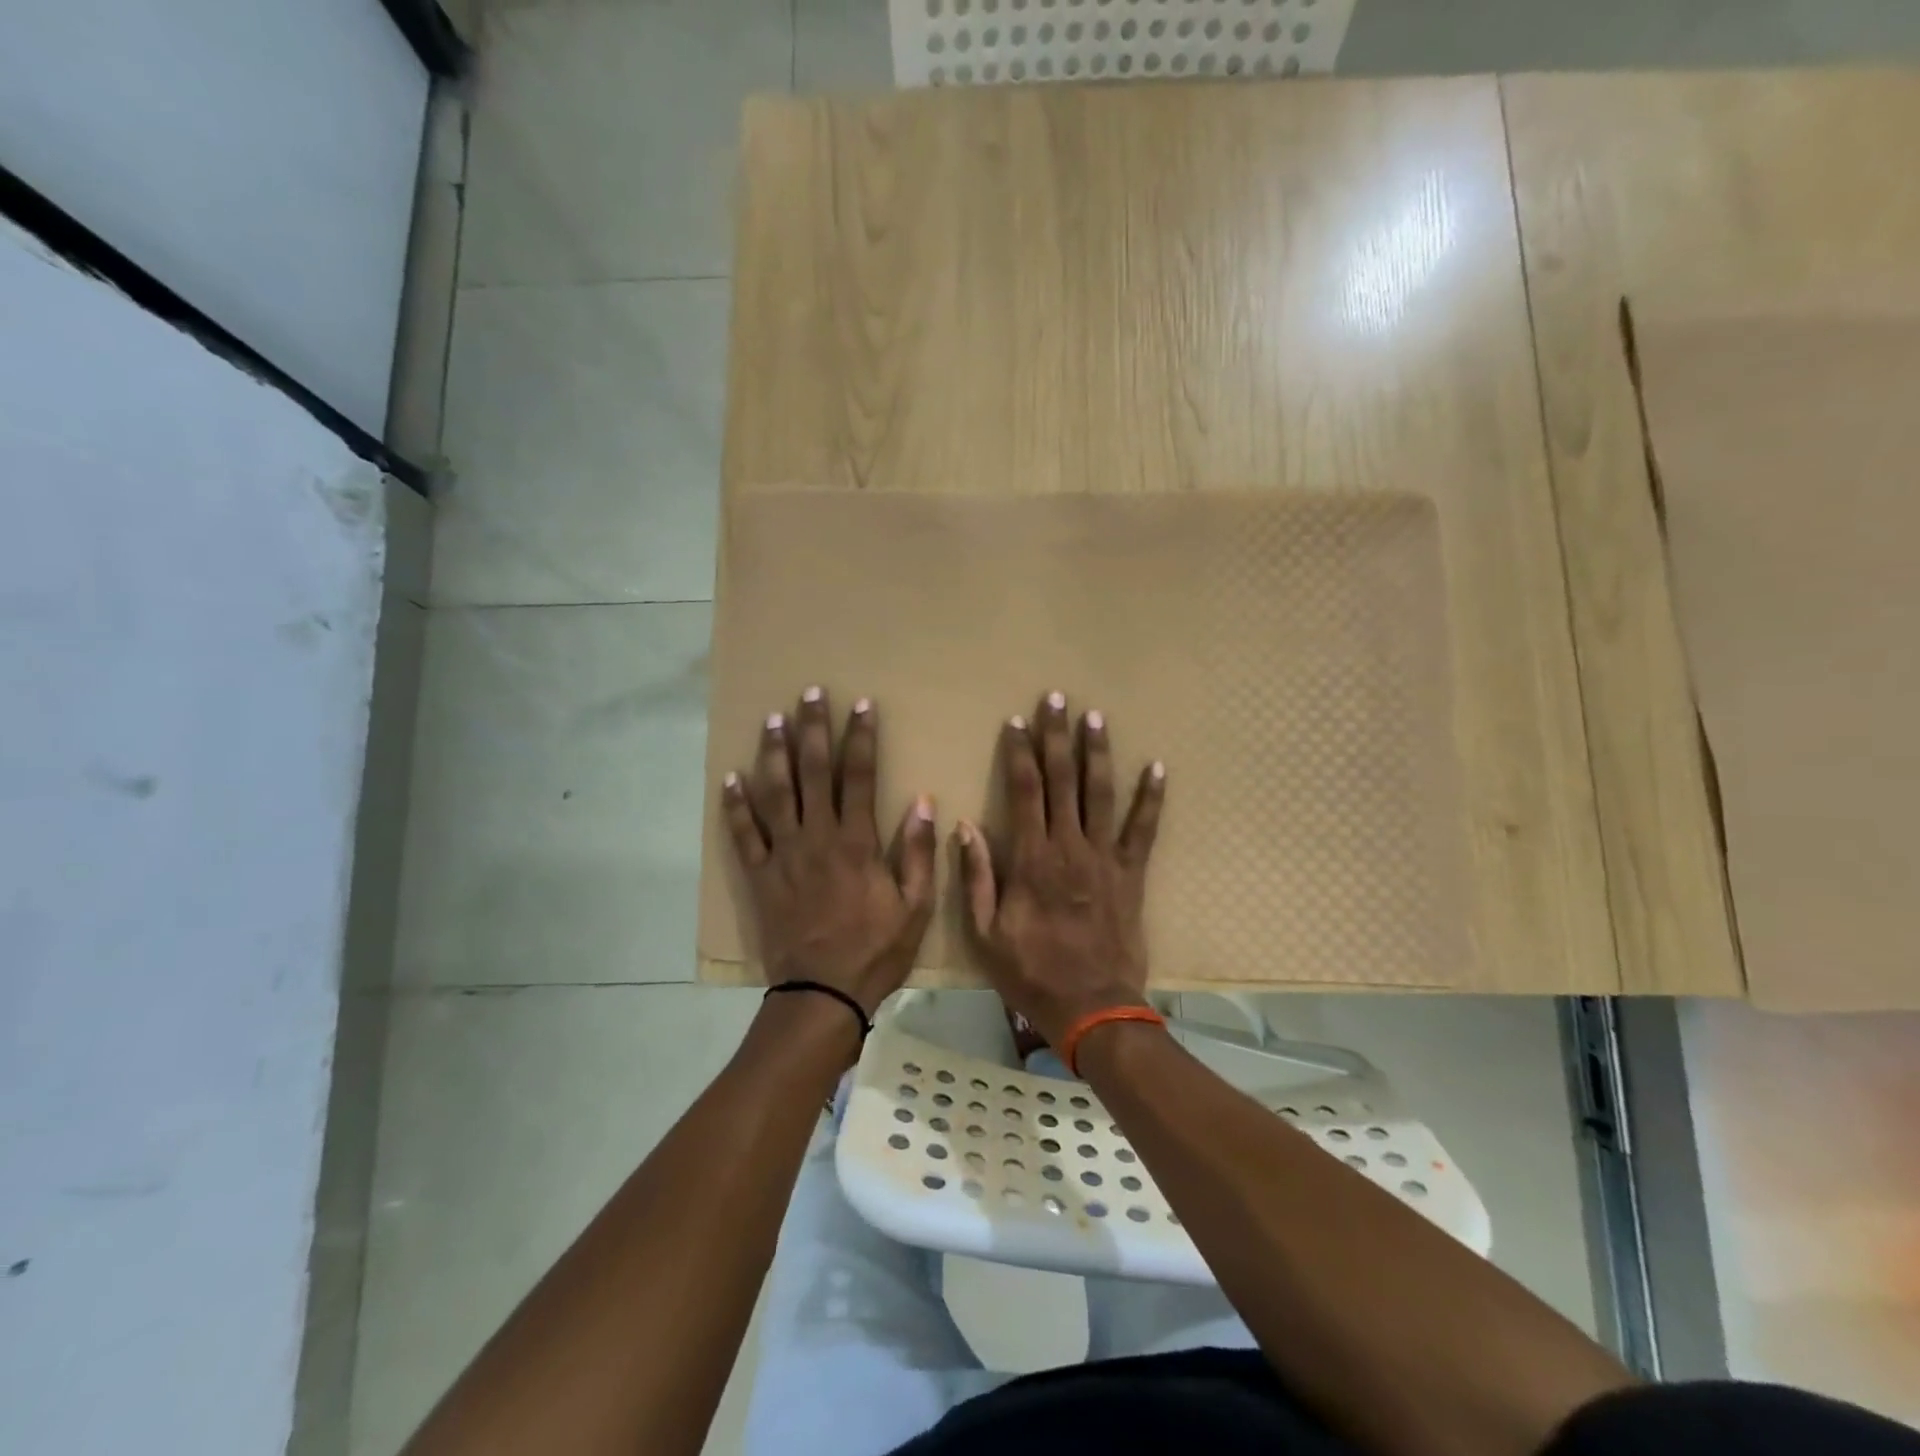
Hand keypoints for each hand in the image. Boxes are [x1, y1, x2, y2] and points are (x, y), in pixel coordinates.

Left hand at [720, 688, 936, 1015]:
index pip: (860, 776)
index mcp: (857, 842)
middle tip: (809, 693)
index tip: (861, 704)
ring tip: (771, 719)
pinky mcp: (760, 876)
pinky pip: (743, 835)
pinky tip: (730, 778)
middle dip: (813, 729)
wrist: (823, 994)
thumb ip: (919, 853)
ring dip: (774, 754)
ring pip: (776, 793)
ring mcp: (783, 855)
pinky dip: (735, 806)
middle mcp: (817, 837)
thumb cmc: (875, 949)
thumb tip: (923, 802)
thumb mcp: (916, 906)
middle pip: (813, 772)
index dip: (861, 737)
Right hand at [955, 691, 1166, 1048]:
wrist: (1093, 1007)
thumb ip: (977, 877)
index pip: (1023, 790)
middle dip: (1057, 737)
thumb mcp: (985, 933)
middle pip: (1062, 780)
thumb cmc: (1032, 972)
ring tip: (1095, 717)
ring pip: (1100, 793)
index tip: (1016, 721)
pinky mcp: (1132, 873)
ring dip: (1097, 753)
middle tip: (1057, 699)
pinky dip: (1151, 798)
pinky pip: (1144, 829)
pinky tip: (1157, 768)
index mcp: (1032, 858)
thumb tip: (966, 826)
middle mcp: (1069, 846)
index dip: (1019, 752)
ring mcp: (1105, 857)